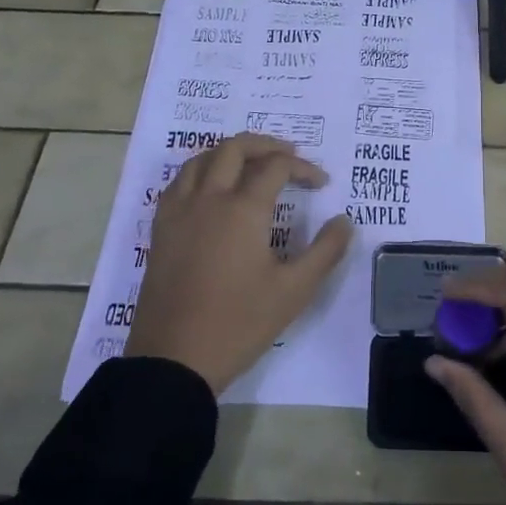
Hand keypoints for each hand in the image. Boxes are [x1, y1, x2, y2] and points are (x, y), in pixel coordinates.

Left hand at [125, 133, 353, 393]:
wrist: (175, 359)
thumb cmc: (239, 323)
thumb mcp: (294, 291)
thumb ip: (325, 251)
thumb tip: (344, 221)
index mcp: (243, 209)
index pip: (276, 167)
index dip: (303, 168)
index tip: (321, 183)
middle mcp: (208, 199)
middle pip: (235, 148)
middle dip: (265, 144)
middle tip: (288, 155)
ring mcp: (179, 212)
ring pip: (202, 159)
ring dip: (230, 152)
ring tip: (251, 164)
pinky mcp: (161, 230)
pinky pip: (179, 182)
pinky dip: (201, 171)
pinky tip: (211, 189)